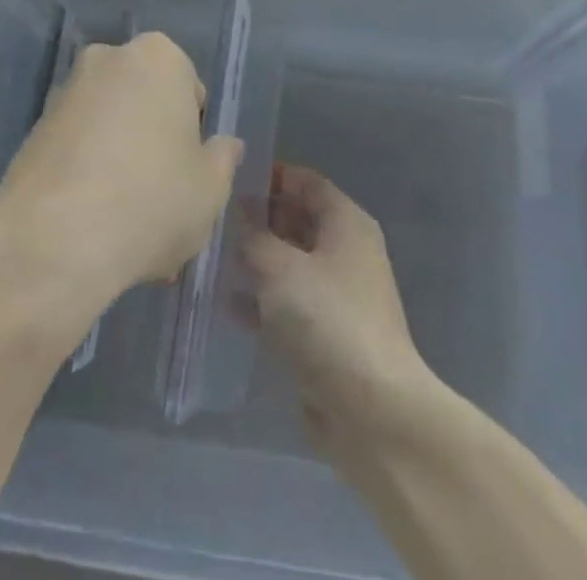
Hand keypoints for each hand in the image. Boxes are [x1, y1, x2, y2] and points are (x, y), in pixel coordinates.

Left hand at [0, 32, 243, 315]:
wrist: (52, 241)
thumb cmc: (151, 200)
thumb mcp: (210, 189)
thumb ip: (222, 160)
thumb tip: (225, 146)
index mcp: (159, 57)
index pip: (189, 89)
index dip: (193, 135)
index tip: (189, 174)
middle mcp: (108, 59)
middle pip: (145, 104)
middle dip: (153, 145)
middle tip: (162, 201)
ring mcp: (64, 93)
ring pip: (109, 129)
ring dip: (120, 164)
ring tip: (126, 227)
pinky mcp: (31, 131)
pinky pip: (76, 150)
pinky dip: (87, 176)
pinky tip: (92, 227)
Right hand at [243, 163, 433, 458]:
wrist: (372, 411)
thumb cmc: (328, 319)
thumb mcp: (281, 268)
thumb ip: (255, 237)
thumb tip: (241, 213)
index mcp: (346, 223)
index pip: (308, 182)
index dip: (273, 176)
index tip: (234, 178)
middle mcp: (346, 252)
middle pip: (298, 221)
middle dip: (260, 219)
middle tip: (216, 219)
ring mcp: (337, 296)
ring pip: (290, 265)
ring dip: (257, 261)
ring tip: (214, 257)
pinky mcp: (326, 335)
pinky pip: (288, 305)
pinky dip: (262, 301)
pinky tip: (228, 304)